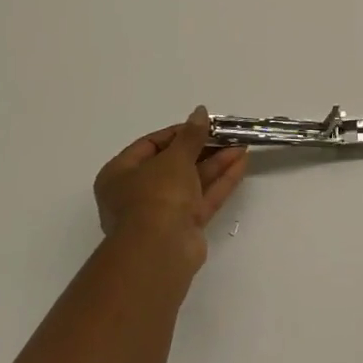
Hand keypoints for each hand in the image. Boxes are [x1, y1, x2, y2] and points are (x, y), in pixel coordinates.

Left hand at [93, 107, 247, 269]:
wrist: (160, 250)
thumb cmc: (156, 195)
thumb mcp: (174, 158)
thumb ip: (191, 135)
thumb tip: (200, 112)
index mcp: (120, 174)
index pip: (150, 145)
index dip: (178, 133)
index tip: (203, 125)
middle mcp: (137, 193)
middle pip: (174, 164)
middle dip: (203, 148)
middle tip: (227, 135)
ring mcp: (161, 212)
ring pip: (191, 181)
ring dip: (216, 163)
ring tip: (241, 145)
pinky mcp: (183, 227)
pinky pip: (202, 198)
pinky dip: (220, 181)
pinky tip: (241, 164)